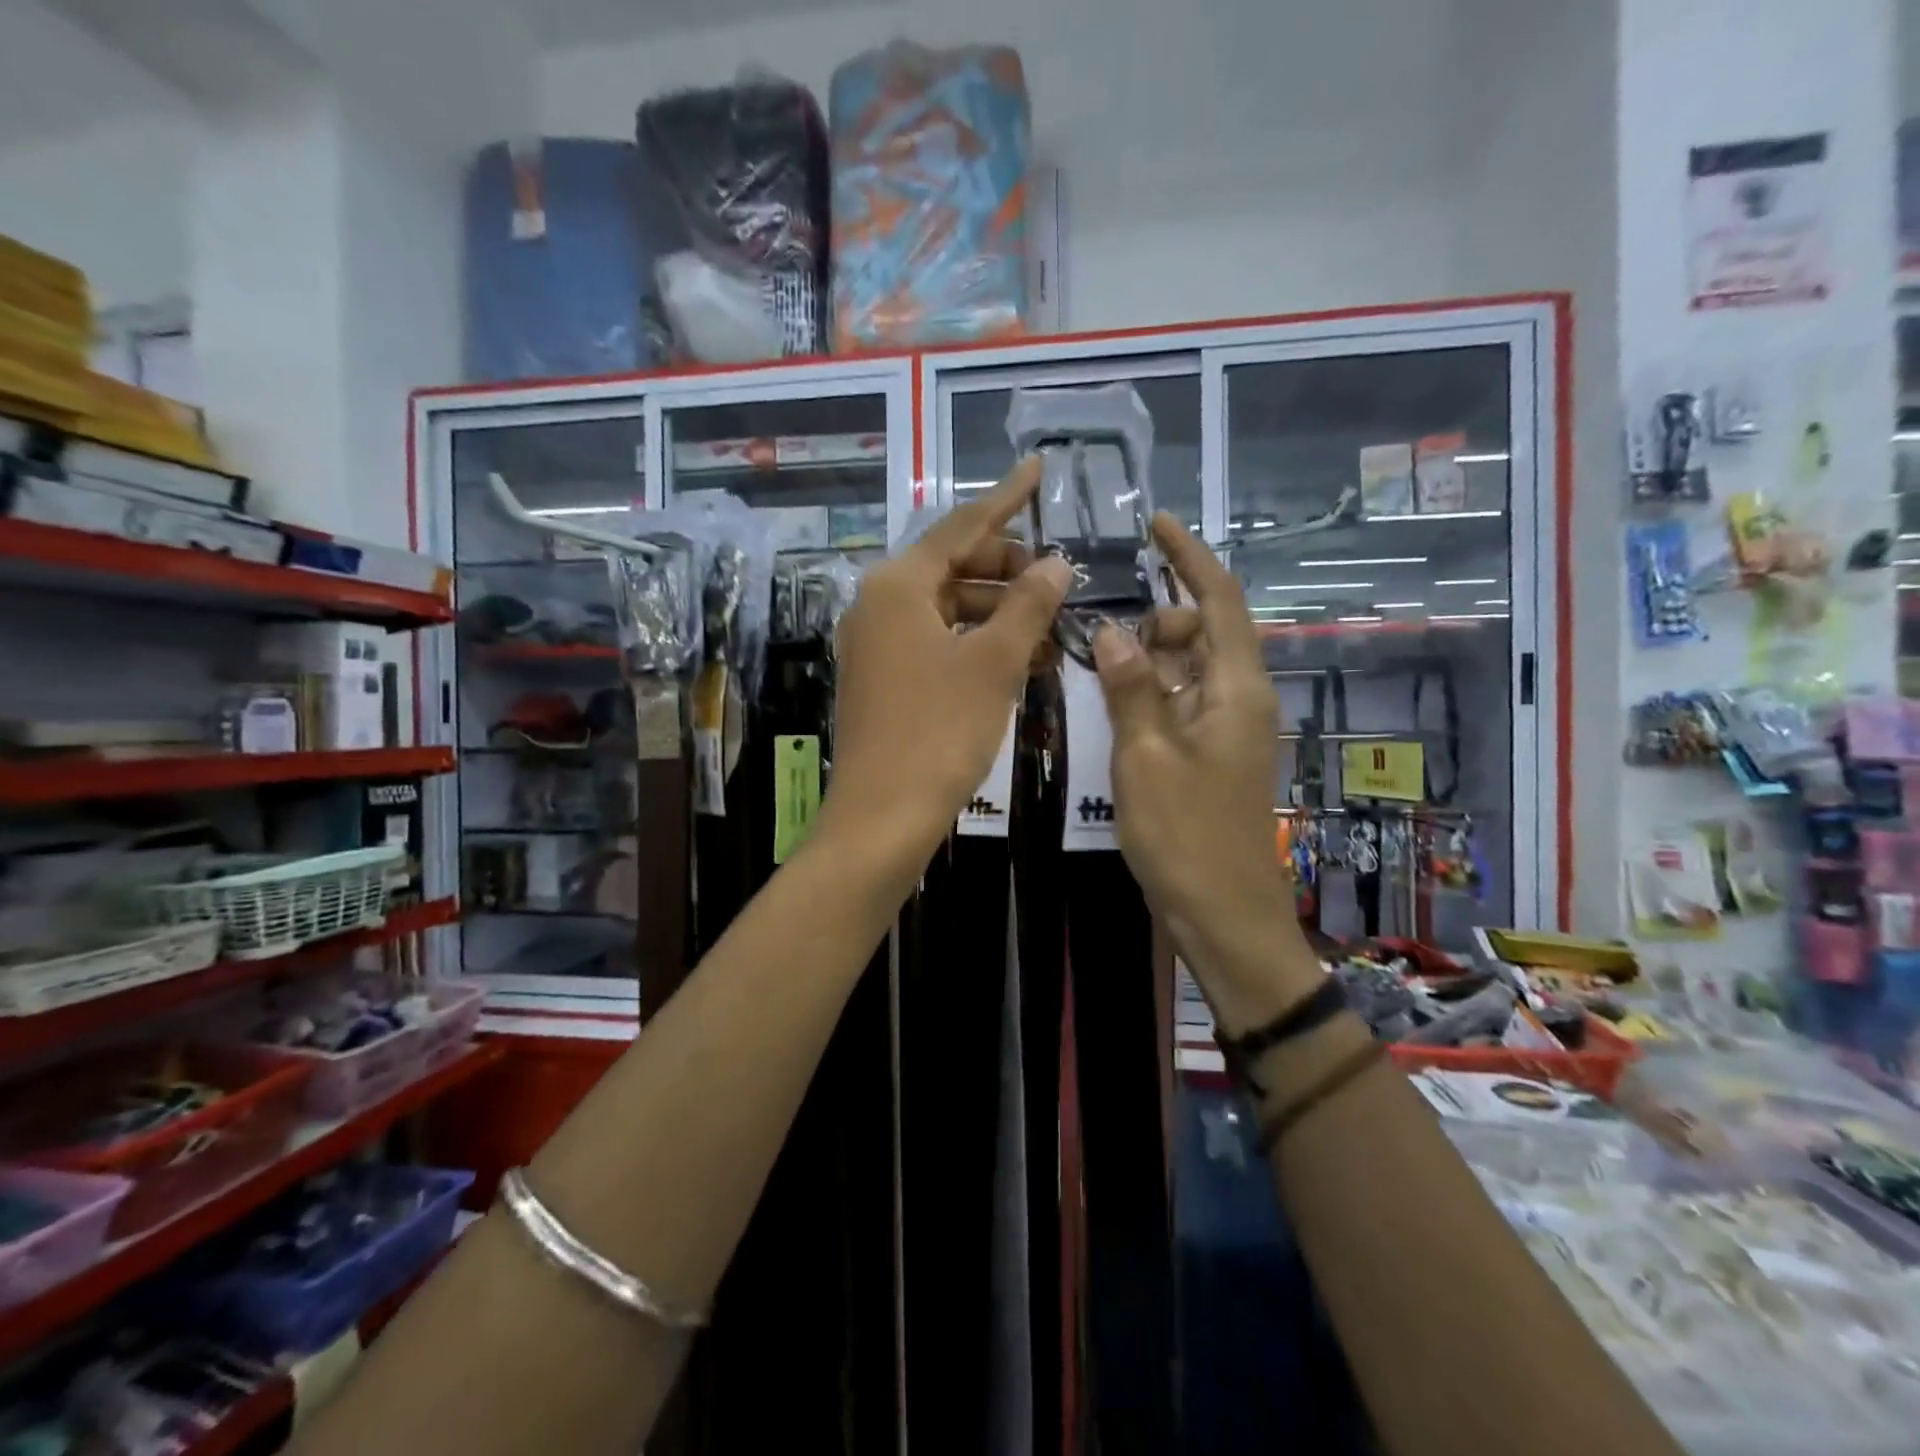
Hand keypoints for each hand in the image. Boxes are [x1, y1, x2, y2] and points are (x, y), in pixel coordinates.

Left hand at [822, 458, 1069, 871]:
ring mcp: (877, 644)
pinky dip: (978, 643)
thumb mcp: (994, 663)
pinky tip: (1022, 659)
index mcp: (898, 586)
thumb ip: (1027, 605)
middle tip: (1057, 577)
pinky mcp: (883, 679)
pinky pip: (937, 642)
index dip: (1006, 498)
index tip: (1038, 467)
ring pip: (948, 608)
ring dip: (999, 612)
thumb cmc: (939, 732)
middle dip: (1007, 567)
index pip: (961, 525)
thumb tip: (1057, 562)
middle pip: (952, 565)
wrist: (882, 817)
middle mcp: (878, 605)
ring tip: (1052, 625)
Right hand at [1092, 514, 1318, 1027]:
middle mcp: (1240, 700)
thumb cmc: (1186, 836)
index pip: (1220, 601)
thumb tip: (1113, 630)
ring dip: (1147, 659)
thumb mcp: (1146, 757)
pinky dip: (1149, 693)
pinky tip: (1112, 707)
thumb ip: (1131, 688)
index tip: (1158, 525)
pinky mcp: (1210, 756)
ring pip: (1188, 669)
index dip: (1190, 558)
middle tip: (1101, 637)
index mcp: (1237, 690)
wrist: (1223, 915)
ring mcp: (1227, 730)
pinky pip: (1180, 703)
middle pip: (1203, 632)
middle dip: (1157, 620)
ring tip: (1096, 667)